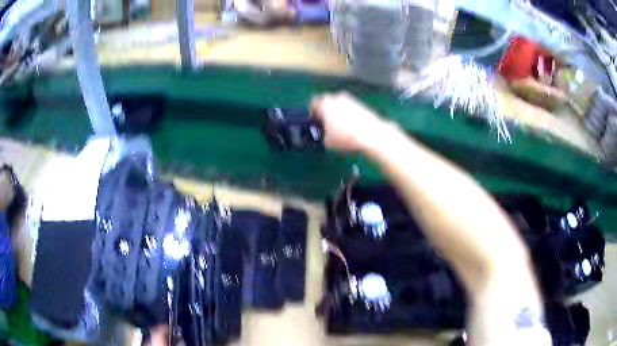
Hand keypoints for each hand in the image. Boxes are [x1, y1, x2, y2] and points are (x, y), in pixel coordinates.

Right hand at [311, 92, 387, 152]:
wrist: (372, 135)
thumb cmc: (346, 138)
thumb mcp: (327, 142)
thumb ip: (321, 135)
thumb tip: (323, 134)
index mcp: (325, 104)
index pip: (313, 103)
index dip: (312, 113)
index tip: (314, 123)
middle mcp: (336, 98)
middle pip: (326, 102)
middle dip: (324, 111)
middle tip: (325, 124)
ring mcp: (350, 99)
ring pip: (338, 104)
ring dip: (336, 112)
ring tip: (339, 127)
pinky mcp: (361, 104)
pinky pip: (349, 107)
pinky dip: (347, 114)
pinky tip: (351, 126)